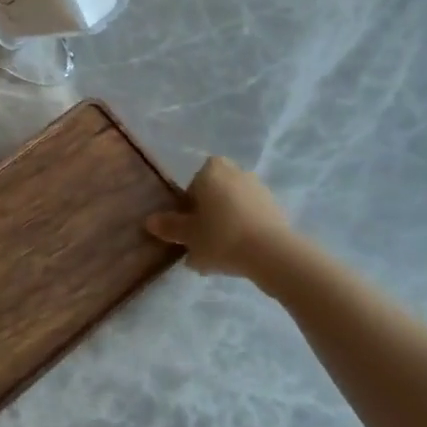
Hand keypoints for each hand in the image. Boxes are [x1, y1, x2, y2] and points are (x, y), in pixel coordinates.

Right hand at [146, 156, 295, 278]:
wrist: (271, 253)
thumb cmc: (221, 236)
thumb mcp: (188, 235)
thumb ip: (169, 226)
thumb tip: (150, 221)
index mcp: (212, 171)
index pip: (194, 183)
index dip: (189, 204)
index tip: (189, 225)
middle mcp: (236, 172)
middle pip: (215, 193)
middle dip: (209, 213)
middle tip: (202, 240)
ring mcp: (259, 189)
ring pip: (234, 206)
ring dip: (227, 223)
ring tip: (220, 254)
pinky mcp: (276, 208)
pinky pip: (251, 218)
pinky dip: (244, 231)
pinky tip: (239, 255)